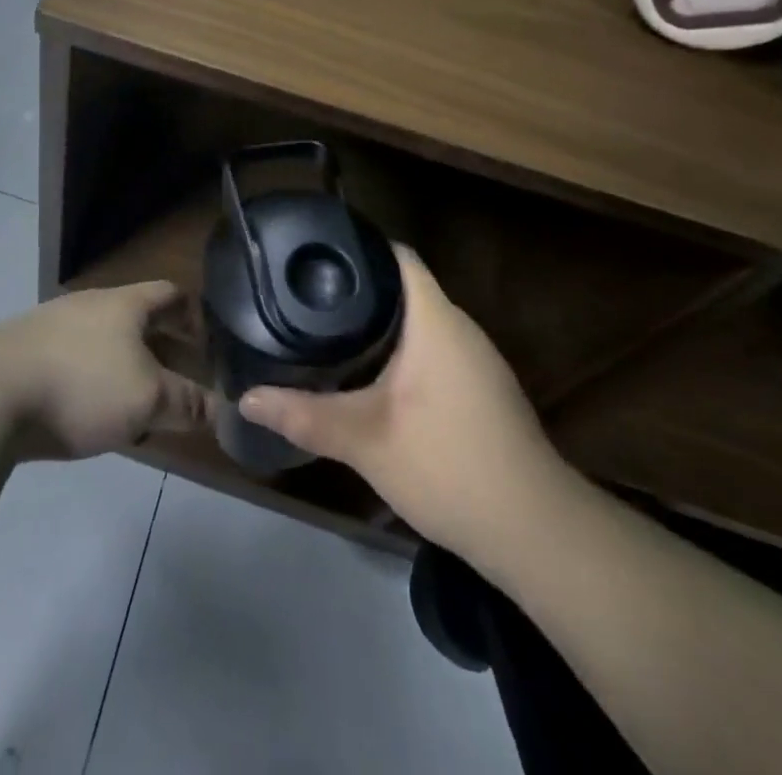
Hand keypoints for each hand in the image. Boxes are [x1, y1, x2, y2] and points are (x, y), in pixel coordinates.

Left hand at [0, 280, 208, 460]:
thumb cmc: (82, 386)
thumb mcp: (147, 400)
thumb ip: (187, 404)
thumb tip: (222, 410)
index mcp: (125, 303)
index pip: (171, 293)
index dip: (194, 316)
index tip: (206, 347)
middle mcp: (90, 304)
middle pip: (136, 317)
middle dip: (160, 346)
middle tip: (177, 380)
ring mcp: (52, 324)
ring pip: (103, 340)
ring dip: (124, 366)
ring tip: (135, 402)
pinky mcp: (23, 351)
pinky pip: (72, 359)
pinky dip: (90, 379)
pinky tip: (87, 412)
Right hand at [237, 246, 566, 553]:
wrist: (535, 533)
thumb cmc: (448, 466)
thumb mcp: (365, 441)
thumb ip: (304, 415)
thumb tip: (246, 399)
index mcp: (435, 320)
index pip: (397, 256)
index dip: (357, 248)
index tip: (314, 256)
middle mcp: (459, 328)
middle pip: (404, 287)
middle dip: (357, 290)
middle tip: (306, 297)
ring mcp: (476, 360)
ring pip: (419, 322)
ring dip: (379, 323)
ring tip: (327, 328)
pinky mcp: (482, 389)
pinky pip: (432, 349)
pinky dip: (400, 351)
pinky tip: (370, 375)